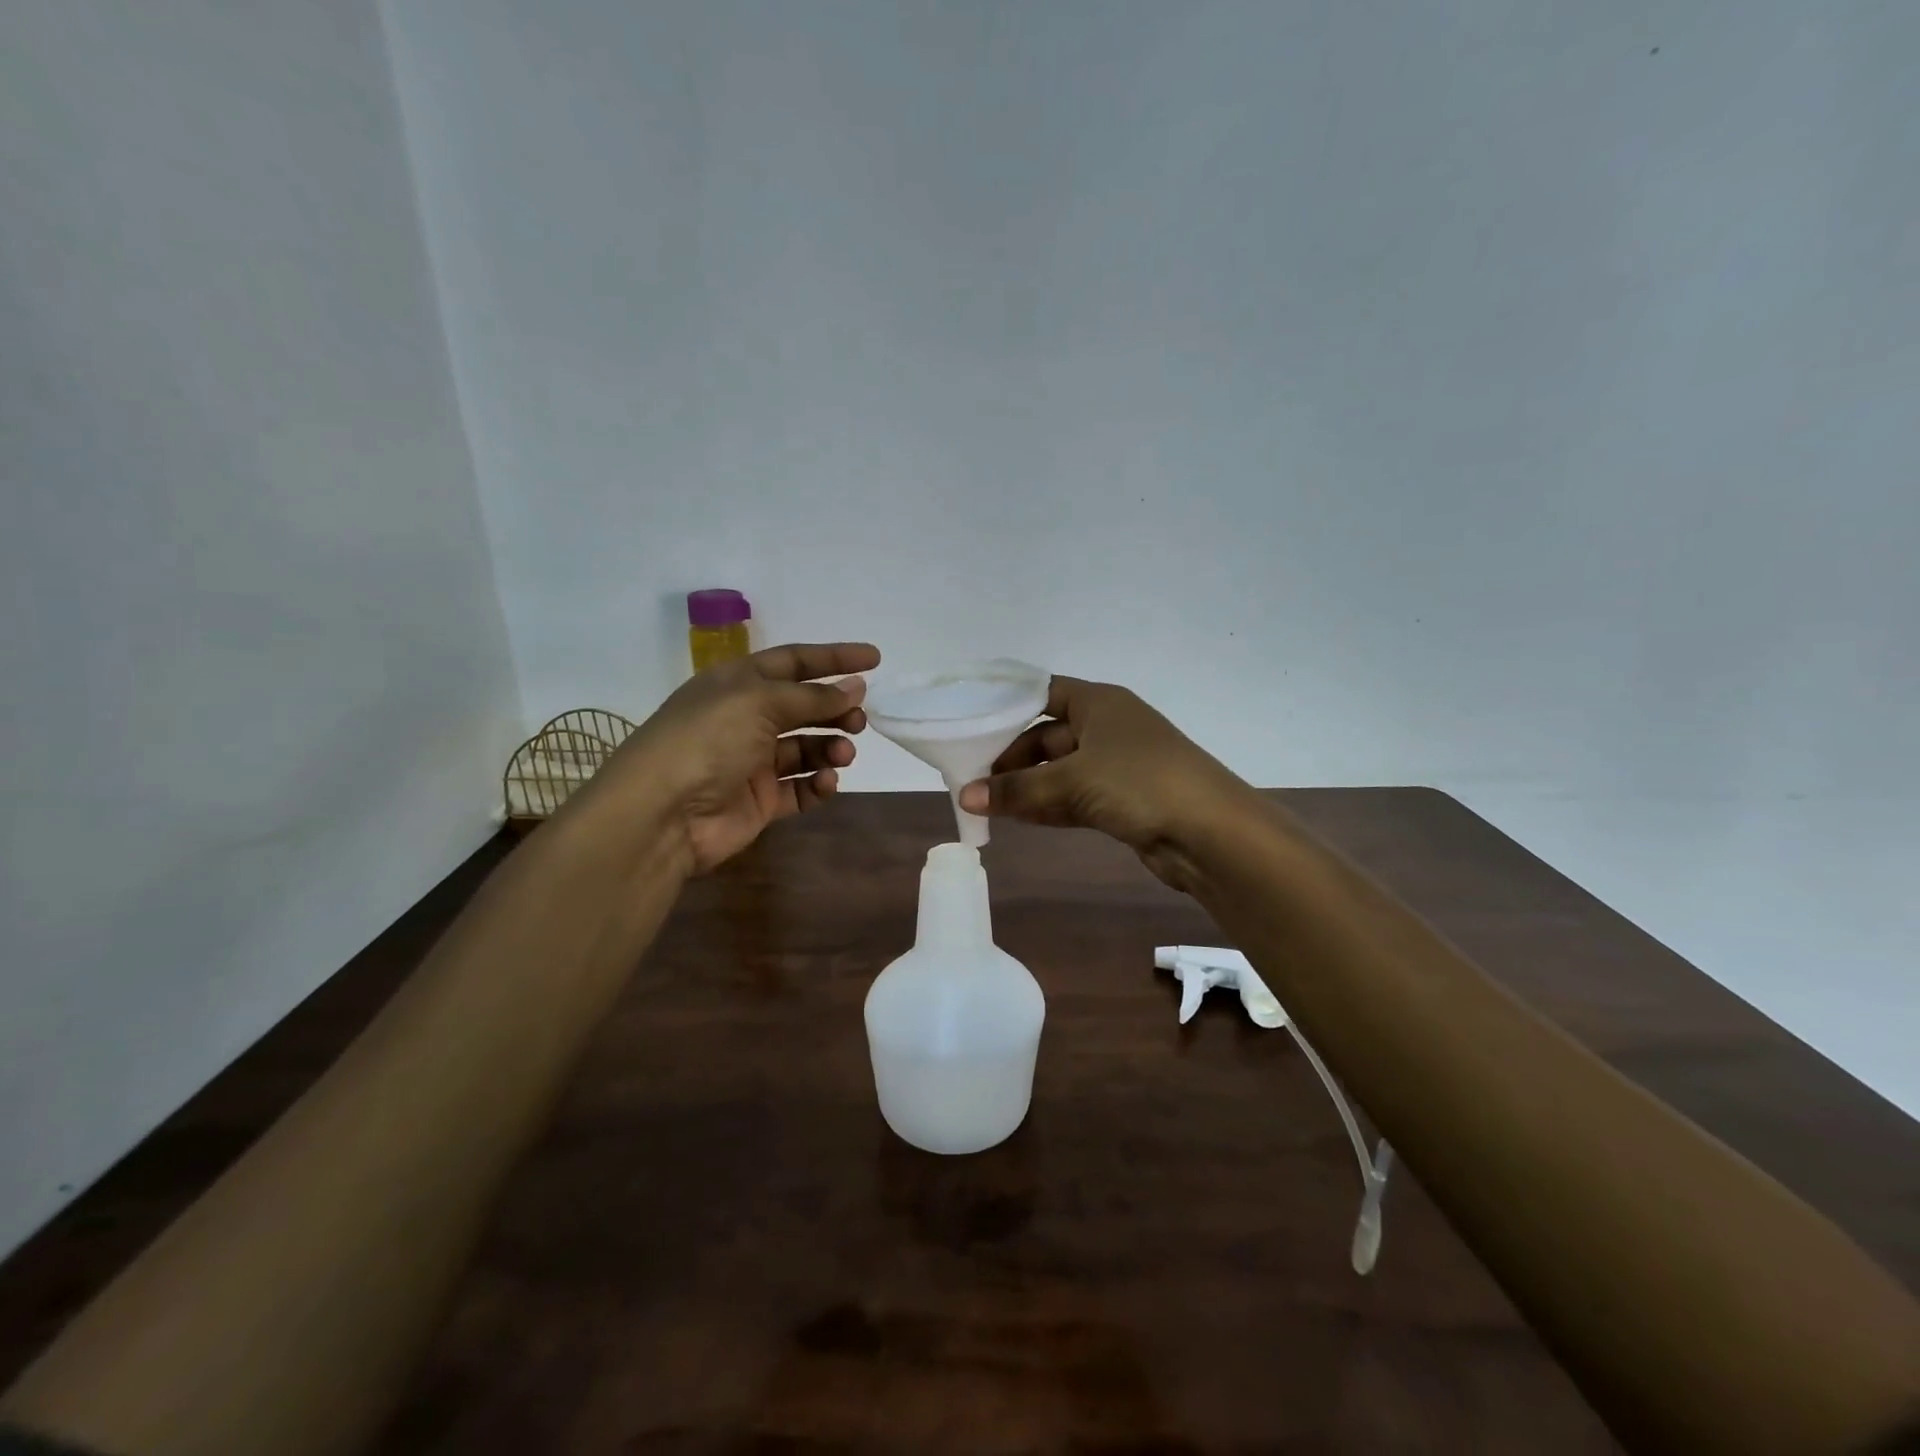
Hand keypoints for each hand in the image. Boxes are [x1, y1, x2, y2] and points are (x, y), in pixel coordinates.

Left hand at [570, 642, 878, 874]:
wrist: (662, 815)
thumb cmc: (708, 741)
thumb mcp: (760, 703)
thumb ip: (812, 697)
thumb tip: (856, 687)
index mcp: (738, 684)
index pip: (794, 662)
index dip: (833, 659)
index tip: (875, 659)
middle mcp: (746, 719)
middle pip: (804, 706)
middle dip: (836, 709)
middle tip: (861, 719)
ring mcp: (753, 761)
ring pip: (807, 748)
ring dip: (831, 746)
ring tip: (844, 753)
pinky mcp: (760, 801)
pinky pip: (801, 788)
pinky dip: (819, 783)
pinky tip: (826, 781)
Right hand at [957, 675, 1253, 891]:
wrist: (1211, 833)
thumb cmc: (1139, 783)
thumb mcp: (1072, 781)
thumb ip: (1017, 790)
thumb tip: (965, 797)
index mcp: (1099, 703)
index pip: (1043, 693)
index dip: (1008, 707)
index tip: (970, 727)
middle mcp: (1107, 727)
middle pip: (1046, 735)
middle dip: (1011, 758)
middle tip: (971, 779)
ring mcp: (1117, 765)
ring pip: (1058, 770)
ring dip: (1025, 786)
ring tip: (982, 802)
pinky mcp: (1122, 800)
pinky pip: (1073, 797)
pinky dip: (1046, 806)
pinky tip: (1015, 818)